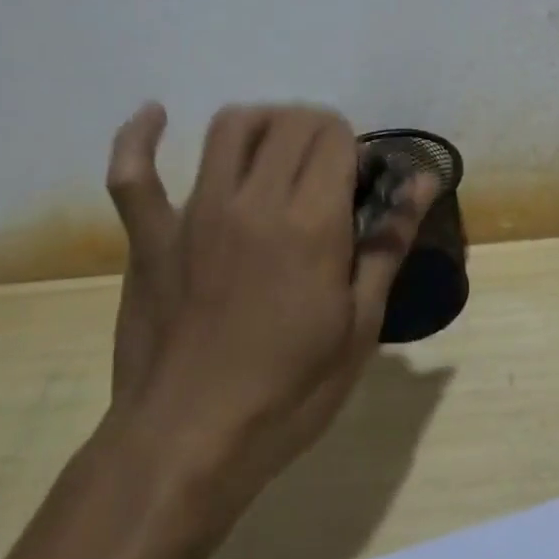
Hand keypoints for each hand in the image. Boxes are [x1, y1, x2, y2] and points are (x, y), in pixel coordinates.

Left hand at [101, 102, 433, 523]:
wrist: (188, 445)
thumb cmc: (290, 391)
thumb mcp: (360, 324)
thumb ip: (390, 241)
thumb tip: (425, 179)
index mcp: (311, 221)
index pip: (335, 135)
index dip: (353, 144)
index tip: (358, 178)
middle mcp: (253, 200)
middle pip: (290, 122)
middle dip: (318, 129)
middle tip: (326, 169)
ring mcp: (195, 213)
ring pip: (228, 127)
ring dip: (261, 122)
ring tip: (275, 149)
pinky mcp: (149, 236)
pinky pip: (132, 173)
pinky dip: (139, 137)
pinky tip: (154, 114)